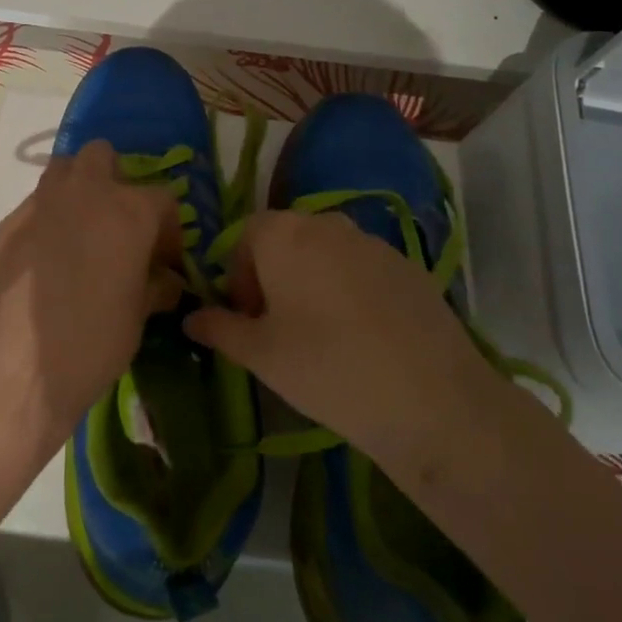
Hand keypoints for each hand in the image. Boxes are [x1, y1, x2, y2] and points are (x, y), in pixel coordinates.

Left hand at [0, 140, 183, 453]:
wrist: (10, 365)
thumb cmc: (90, 342)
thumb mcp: (137, 318)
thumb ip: (155, 287)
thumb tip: (165, 280)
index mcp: (129, 211)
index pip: (163, 198)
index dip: (168, 229)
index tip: (164, 260)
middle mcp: (85, 192)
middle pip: (104, 156)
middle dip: (115, 181)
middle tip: (118, 226)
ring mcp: (41, 202)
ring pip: (64, 169)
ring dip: (78, 189)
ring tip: (81, 234)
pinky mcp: (7, 221)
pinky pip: (36, 204)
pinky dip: (48, 218)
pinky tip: (46, 258)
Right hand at [183, 210, 500, 469]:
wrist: (430, 398)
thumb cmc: (326, 368)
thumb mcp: (260, 355)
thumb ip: (219, 329)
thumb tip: (191, 318)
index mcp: (284, 234)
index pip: (246, 236)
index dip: (238, 276)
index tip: (248, 319)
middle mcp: (327, 223)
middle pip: (286, 240)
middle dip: (274, 276)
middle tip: (279, 328)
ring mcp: (373, 242)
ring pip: (326, 254)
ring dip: (312, 282)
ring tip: (321, 336)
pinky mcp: (408, 266)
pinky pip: (362, 269)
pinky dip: (350, 291)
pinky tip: (363, 338)